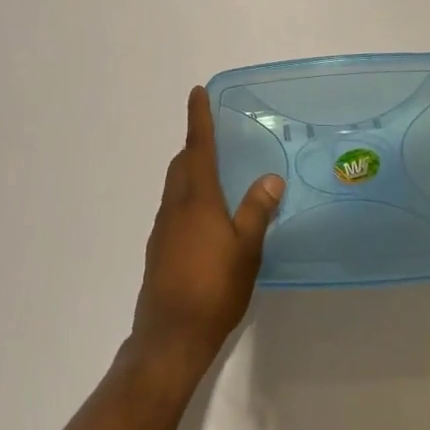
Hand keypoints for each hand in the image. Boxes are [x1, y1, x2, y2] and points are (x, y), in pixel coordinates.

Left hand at [131, 87, 284, 380]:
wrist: (169, 337)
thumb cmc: (213, 288)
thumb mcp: (246, 249)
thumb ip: (257, 211)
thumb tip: (270, 177)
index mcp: (196, 198)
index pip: (198, 146)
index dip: (198, 118)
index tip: (197, 92)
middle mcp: (174, 206)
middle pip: (182, 164)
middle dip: (195, 146)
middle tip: (217, 138)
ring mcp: (163, 229)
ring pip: (176, 188)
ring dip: (191, 173)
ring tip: (217, 177)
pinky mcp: (159, 251)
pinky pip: (175, 210)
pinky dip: (189, 199)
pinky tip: (207, 222)